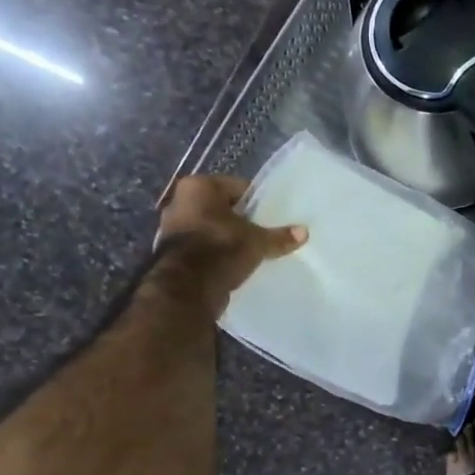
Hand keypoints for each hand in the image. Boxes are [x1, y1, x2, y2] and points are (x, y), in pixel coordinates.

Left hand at [153, 176, 305, 317]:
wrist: (187, 288)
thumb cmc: (222, 249)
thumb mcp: (257, 242)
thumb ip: (279, 236)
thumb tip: (304, 232)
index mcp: (199, 186)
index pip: (238, 187)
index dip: (258, 202)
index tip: (271, 216)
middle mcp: (179, 201)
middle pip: (221, 207)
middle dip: (240, 220)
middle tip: (262, 233)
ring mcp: (171, 228)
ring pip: (210, 227)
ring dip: (226, 237)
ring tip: (249, 251)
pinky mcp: (170, 253)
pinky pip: (201, 247)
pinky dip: (214, 253)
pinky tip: (232, 264)